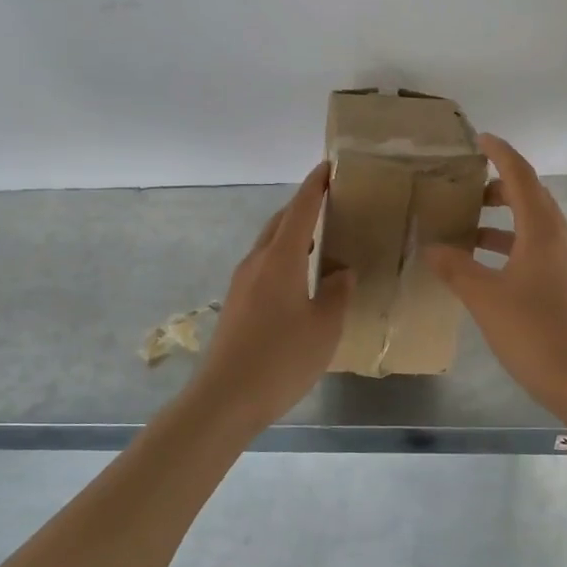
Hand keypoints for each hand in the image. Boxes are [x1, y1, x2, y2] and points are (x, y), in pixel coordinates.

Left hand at [190, 162, 354, 427]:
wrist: (225, 398)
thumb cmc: (281, 359)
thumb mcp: (324, 327)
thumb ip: (337, 293)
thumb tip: (341, 272)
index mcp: (280, 260)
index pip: (300, 210)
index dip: (315, 187)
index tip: (328, 167)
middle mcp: (257, 263)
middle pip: (280, 223)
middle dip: (303, 208)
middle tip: (330, 204)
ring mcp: (241, 283)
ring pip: (269, 245)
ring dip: (292, 235)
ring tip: (319, 240)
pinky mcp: (236, 303)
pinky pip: (263, 266)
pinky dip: (284, 258)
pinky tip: (299, 279)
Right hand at [425, 134, 566, 415]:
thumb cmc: (535, 333)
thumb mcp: (485, 298)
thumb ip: (456, 268)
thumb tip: (432, 247)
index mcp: (543, 231)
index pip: (521, 176)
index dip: (501, 153)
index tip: (480, 138)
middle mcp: (561, 239)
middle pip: (531, 198)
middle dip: (499, 187)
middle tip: (466, 190)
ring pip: (534, 226)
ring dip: (504, 220)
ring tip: (469, 227)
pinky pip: (538, 250)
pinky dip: (512, 246)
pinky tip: (488, 267)